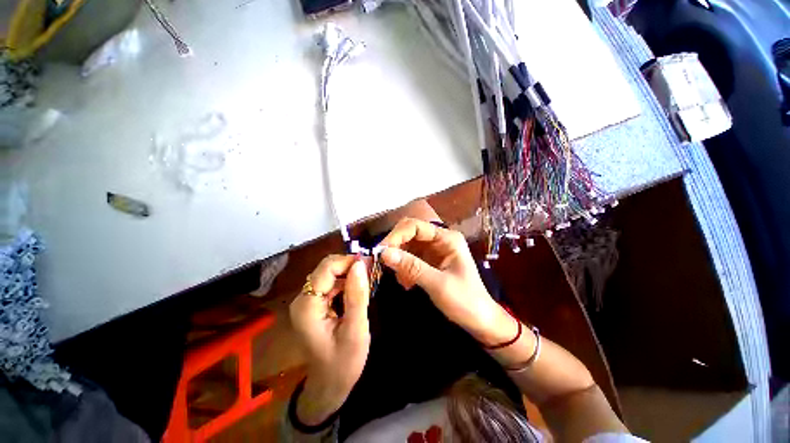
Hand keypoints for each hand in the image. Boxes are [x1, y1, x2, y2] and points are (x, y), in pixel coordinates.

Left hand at [289, 255, 370, 424]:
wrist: (329, 384)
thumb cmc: (343, 362)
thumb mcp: (355, 330)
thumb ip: (357, 295)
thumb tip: (360, 264)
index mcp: (307, 306)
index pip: (326, 268)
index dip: (348, 261)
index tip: (370, 264)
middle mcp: (302, 299)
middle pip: (326, 268)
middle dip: (349, 266)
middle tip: (371, 271)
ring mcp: (306, 301)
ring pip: (329, 273)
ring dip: (349, 272)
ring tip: (367, 279)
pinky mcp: (313, 304)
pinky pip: (330, 282)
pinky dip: (345, 281)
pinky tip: (357, 288)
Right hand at [379, 218, 515, 345]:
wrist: (480, 321)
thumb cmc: (465, 301)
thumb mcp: (438, 284)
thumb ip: (411, 267)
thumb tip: (384, 253)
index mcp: (447, 238)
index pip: (415, 226)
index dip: (396, 235)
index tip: (380, 251)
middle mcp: (439, 240)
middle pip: (409, 233)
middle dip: (395, 246)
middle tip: (382, 263)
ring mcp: (434, 250)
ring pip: (407, 246)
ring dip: (398, 259)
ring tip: (399, 278)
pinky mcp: (429, 261)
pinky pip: (409, 258)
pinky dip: (403, 268)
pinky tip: (406, 283)